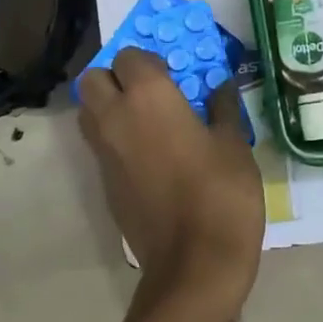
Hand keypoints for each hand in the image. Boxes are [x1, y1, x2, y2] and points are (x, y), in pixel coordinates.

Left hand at [77, 47, 264, 310]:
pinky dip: (114, 139)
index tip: (174, 74)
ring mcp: (104, 153)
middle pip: (93, 79)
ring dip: (108, 106)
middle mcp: (116, 117)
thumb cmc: (221, 194)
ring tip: (146, 121)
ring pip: (88, 112)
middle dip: (115, 77)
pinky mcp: (103, 184)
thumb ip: (222, 108)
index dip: (150, 60)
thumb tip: (220, 86)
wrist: (193, 265)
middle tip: (150, 92)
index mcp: (148, 97)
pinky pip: (99, 146)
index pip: (129, 56)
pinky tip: (148, 156)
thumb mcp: (234, 144)